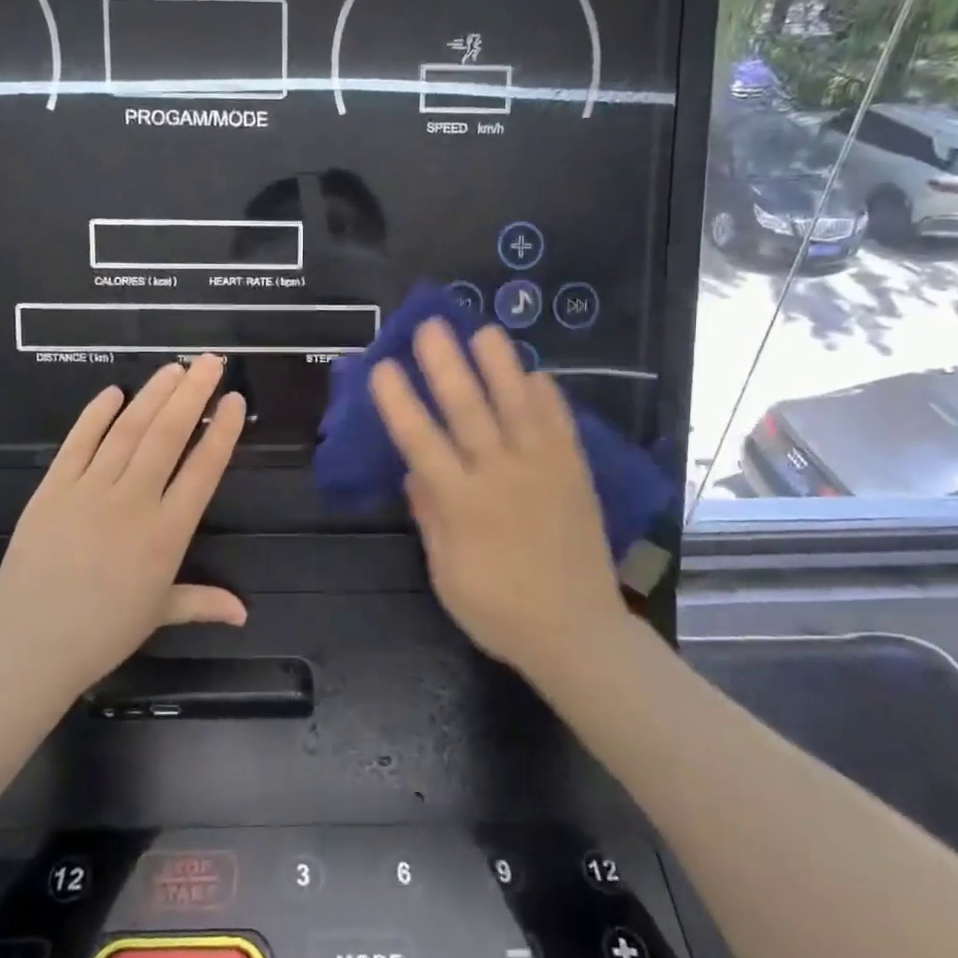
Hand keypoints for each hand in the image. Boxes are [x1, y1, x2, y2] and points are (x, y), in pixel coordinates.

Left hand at [0, 356, 247, 697]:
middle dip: (193, 394)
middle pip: (168, 436)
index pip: (203, 470)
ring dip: (153, 395)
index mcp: (167, 533)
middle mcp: (134, 502)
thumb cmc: (103, 632)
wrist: (30, 645)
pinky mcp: (53, 489)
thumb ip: (203, 602)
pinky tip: (113, 392)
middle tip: (210, 361)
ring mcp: (90, 490)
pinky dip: (95, 415)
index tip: (236, 401)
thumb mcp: (160, 614)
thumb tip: (244, 613)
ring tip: (173, 368)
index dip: (222, 432)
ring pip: (128, 430)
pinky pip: (78, 443)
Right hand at [369, 319, 628, 677]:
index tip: (382, 367)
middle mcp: (500, 476)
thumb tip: (414, 472)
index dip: (399, 402)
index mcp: (462, 504)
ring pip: (518, 406)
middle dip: (446, 365)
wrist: (575, 631)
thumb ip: (431, 517)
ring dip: (500, 365)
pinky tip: (537, 373)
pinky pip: (561, 426)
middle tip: (430, 326)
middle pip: (468, 410)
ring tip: (485, 330)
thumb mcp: (446, 573)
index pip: (421, 442)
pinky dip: (549, 397)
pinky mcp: (574, 474)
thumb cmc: (498, 610)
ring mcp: (543, 470)